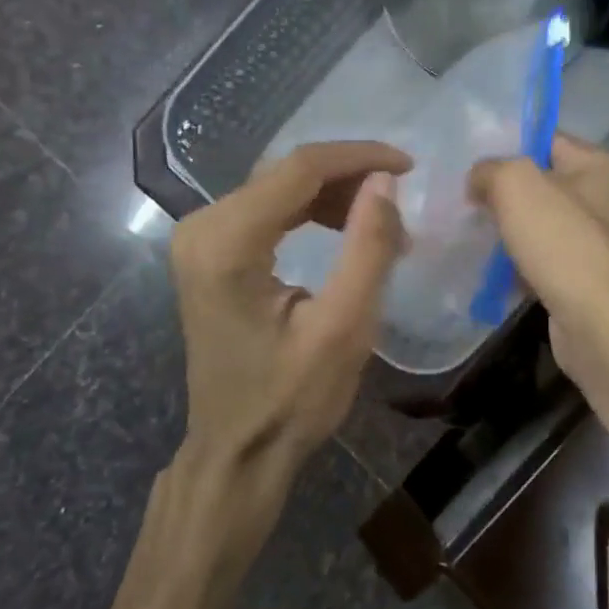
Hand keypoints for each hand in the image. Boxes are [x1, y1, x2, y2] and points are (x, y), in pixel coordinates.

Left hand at [170, 141, 408, 488]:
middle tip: (400, 204)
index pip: (300, 168)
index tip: (409, 166)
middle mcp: (202, 227)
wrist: (237, 450)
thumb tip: (385, 182)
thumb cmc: (291, 400)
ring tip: (380, 225)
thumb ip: (367, 247)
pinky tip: (343, 230)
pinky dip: (310, 213)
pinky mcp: (208, 251)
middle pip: (287, 173)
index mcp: (226, 243)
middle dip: (349, 179)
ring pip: (279, 187)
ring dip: (333, 196)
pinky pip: (267, 210)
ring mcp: (200, 238)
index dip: (359, 157)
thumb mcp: (344, 328)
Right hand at [469, 134, 608, 395]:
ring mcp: (587, 240)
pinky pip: (534, 259)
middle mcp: (595, 197)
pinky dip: (511, 264)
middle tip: (457, 196)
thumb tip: (477, 180)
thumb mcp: (517, 185)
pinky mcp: (576, 277)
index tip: (465, 157)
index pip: (542, 136)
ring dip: (501, 229)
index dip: (504, 142)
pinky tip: (482, 269)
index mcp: (591, 164)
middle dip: (496, 189)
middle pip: (535, 181)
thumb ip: (490, 169)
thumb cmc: (563, 244)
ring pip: (531, 223)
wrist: (601, 325)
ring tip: (462, 230)